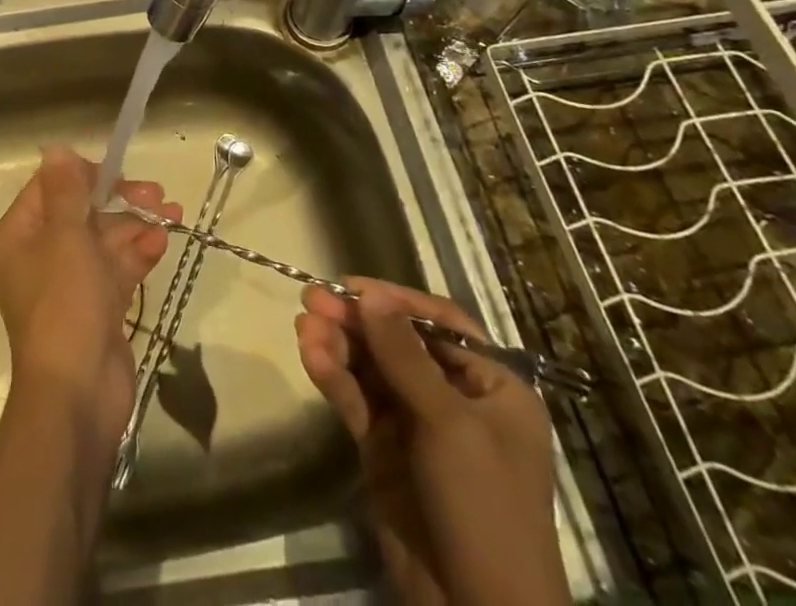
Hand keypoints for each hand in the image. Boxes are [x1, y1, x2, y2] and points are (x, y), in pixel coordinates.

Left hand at [0, 148, 178, 446]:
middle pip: (81, 212)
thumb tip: (56, 148)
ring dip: (136, 224)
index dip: (84, 175)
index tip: (117, 172)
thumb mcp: (65, 237)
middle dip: (119, 200)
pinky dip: (138, 253)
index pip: (49, 188)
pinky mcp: (96, 307)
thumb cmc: (64, 305)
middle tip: (156, 194)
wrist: (78, 395)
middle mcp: (39, 256)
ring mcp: (69, 284)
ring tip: (173, 213)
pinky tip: (163, 241)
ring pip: (104, 240)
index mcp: (19, 237)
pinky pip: (117, 269)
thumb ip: (66, 191)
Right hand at [295, 278, 569, 605]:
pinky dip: (334, 377)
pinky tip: (311, 357)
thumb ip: (404, 355)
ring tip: (303, 327)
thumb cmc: (484, 508)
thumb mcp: (449, 424)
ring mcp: (417, 425)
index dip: (396, 300)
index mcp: (492, 387)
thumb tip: (369, 293)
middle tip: (311, 299)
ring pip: (371, 369)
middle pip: (397, 342)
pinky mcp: (385, 450)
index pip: (440, 323)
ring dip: (338, 345)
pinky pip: (357, 401)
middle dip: (356, 321)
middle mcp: (455, 398)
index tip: (350, 286)